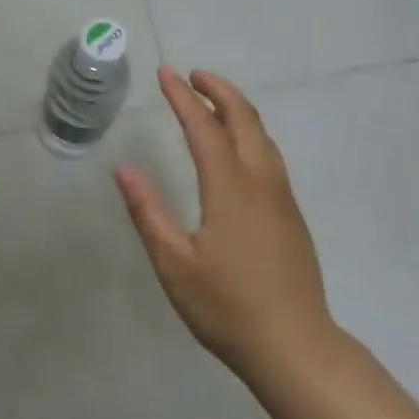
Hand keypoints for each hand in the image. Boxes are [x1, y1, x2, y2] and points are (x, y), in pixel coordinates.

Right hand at [116, 66, 334, 378]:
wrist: (294, 345)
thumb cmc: (227, 307)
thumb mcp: (174, 264)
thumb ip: (148, 213)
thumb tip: (124, 170)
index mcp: (229, 188)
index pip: (204, 127)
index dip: (183, 97)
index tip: (166, 73)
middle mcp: (260, 181)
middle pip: (244, 118)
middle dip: (218, 90)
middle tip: (192, 75)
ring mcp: (281, 197)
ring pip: (262, 135)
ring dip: (237, 109)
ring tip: (212, 102)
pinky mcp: (291, 214)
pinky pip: (270, 156)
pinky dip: (250, 133)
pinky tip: (238, 148)